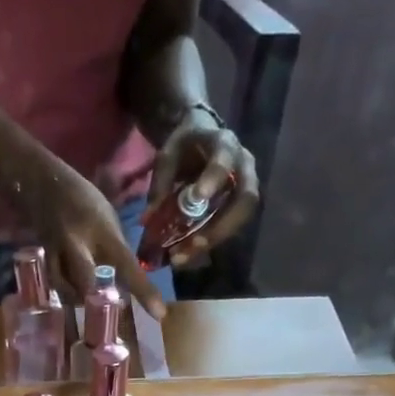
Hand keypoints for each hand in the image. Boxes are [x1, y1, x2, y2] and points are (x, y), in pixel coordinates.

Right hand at [20, 158, 167, 316]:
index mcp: (102, 231)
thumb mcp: (107, 218)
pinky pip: (57, 285)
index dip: (144, 291)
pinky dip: (66, 292)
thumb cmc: (83, 199)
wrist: (41, 184)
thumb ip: (115, 249)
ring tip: (87, 300)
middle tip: (106, 308)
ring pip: (69, 290)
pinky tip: (71, 292)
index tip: (159, 314)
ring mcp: (57, 253)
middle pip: (88, 286)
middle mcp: (78, 243)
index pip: (127, 265)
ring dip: (80, 299)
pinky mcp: (44, 259)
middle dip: (97, 300)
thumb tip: (125, 280)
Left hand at [146, 110, 259, 265]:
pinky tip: (187, 255)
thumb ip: (161, 183)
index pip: (224, 160)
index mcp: (224, 144)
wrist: (202, 138)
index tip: (198, 197)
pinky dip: (209, 244)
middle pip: (245, 199)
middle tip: (194, 244)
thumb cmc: (185, 146)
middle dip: (221, 226)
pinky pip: (231, 229)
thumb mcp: (168, 155)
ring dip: (214, 241)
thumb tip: (148, 220)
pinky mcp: (239, 207)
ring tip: (183, 257)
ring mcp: (246, 188)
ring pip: (241, 219)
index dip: (213, 179)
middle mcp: (243, 167)